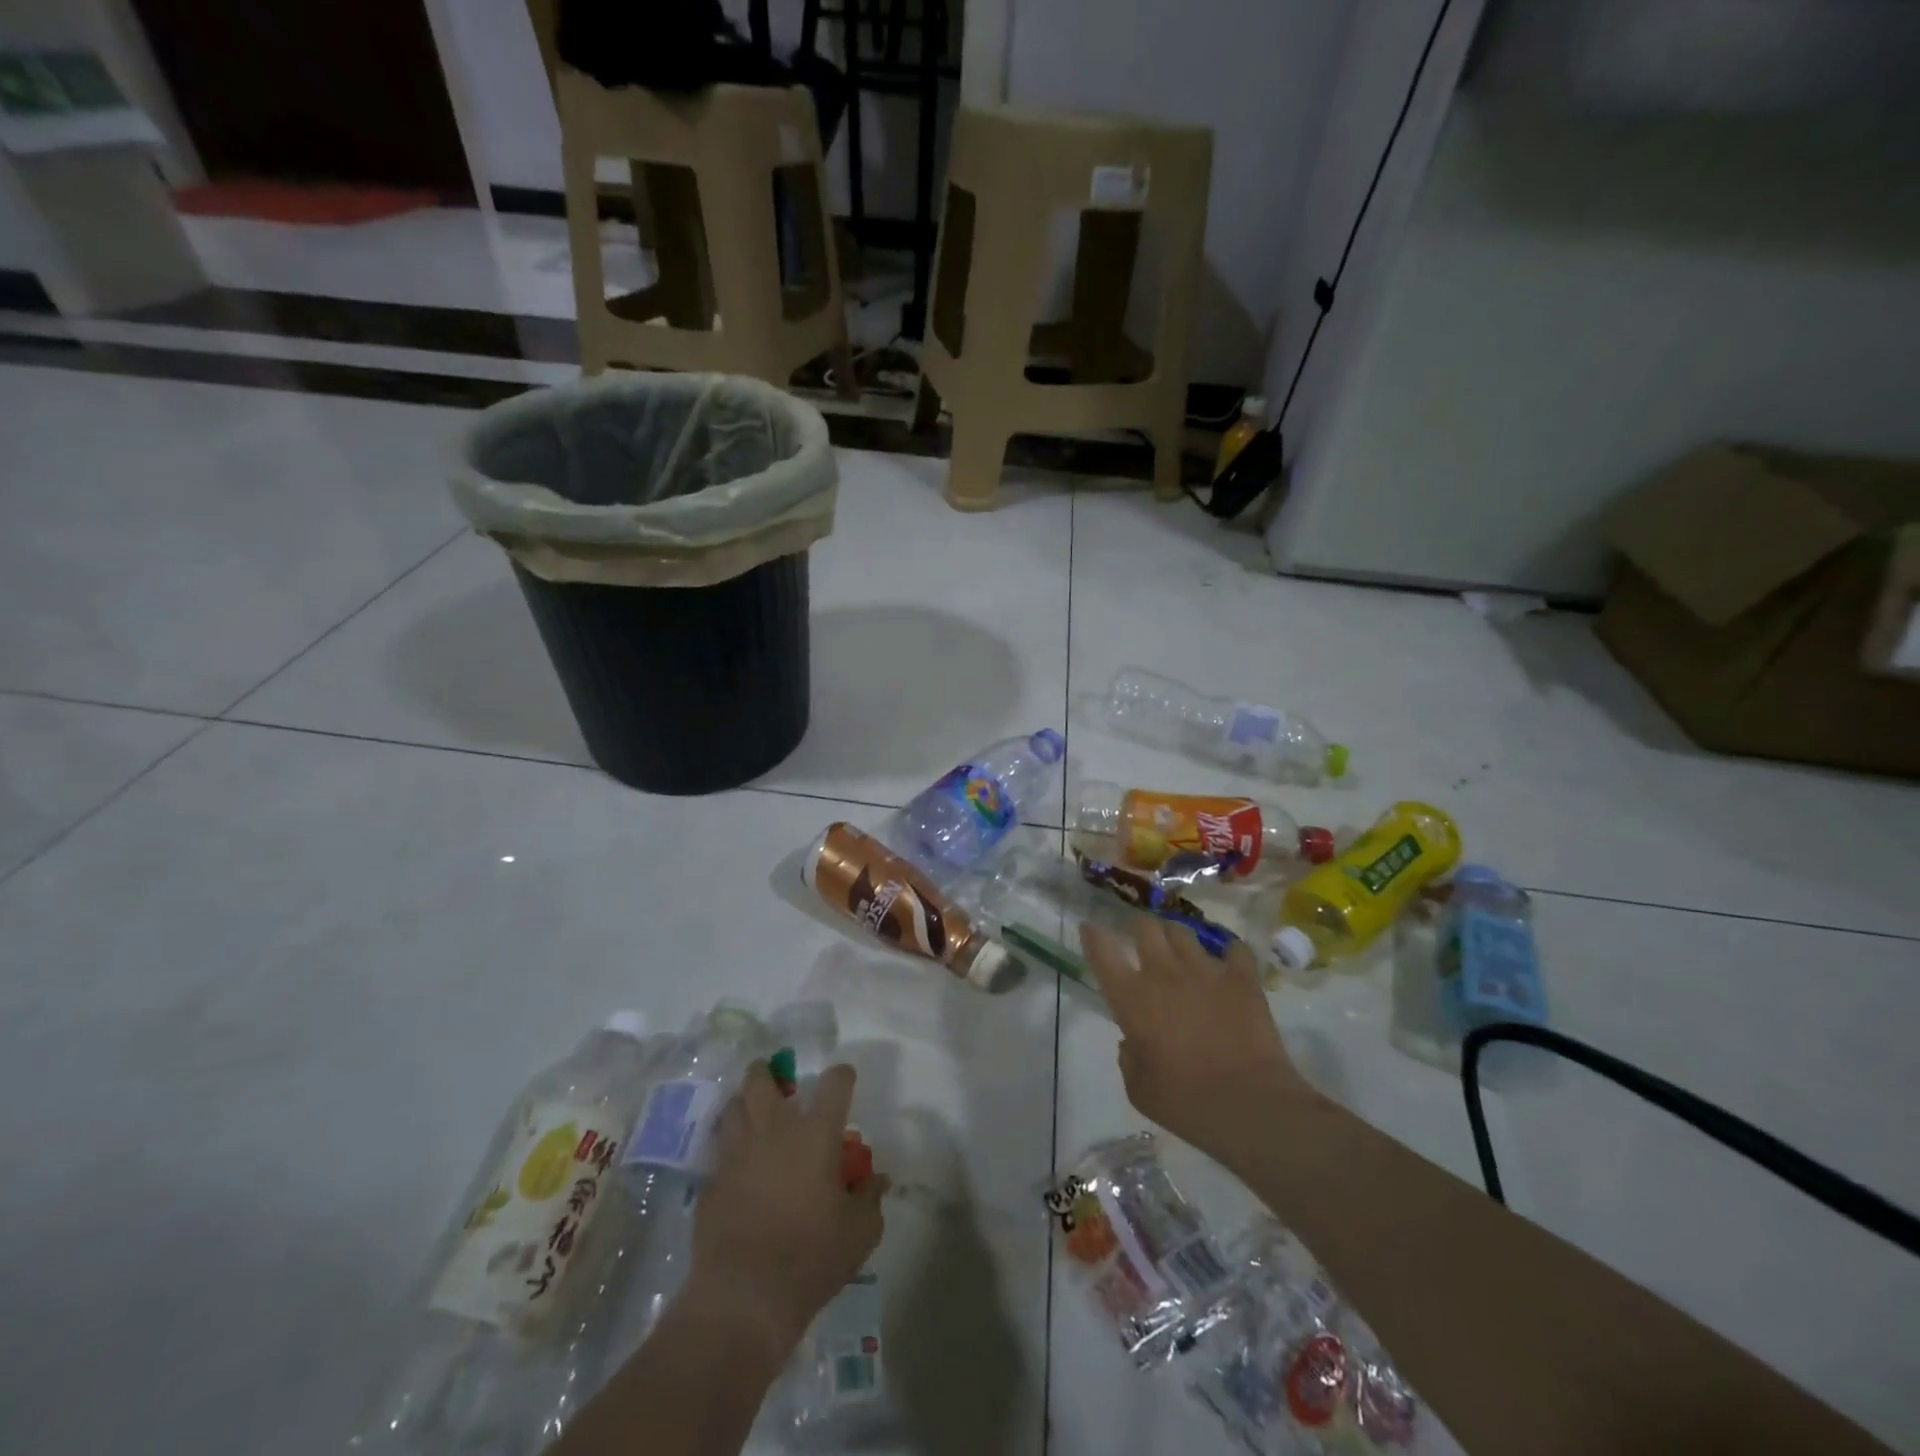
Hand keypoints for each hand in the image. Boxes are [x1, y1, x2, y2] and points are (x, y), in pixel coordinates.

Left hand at [687, 1062, 888, 1361]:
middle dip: (767, 1072)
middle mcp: (774, 1130)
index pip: (834, 1082)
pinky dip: (728, 1150)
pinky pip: (719, 1151)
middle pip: (761, 1079)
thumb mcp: (860, 1233)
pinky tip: (737, 1168)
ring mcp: (736, 1153)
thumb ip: (870, 1199)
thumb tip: (877, 1180)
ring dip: (744, 1105)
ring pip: (732, 1107)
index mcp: (815, 1134)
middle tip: (777, 1084)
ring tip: (753, 1117)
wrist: (744, 1296)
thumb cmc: (811, 1257)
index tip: (844, 1080)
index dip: (842, 1076)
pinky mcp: (711, 1182)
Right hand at [1080, 918, 1321, 1165]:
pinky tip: (1229, 963)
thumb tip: (1132, 1041)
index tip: (1090, 929)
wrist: (1249, 1105)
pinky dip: (1229, 954)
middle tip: (1140, 938)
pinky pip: (1235, 950)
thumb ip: (1129, 1058)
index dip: (1093, 936)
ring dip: (1175, 937)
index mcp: (1132, 999)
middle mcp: (1164, 974)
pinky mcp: (1242, 979)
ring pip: (1182, 932)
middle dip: (1139, 927)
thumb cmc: (1186, 1103)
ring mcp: (1205, 971)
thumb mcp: (1139, 1090)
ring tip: (1179, 948)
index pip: (1103, 952)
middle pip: (1145, 927)